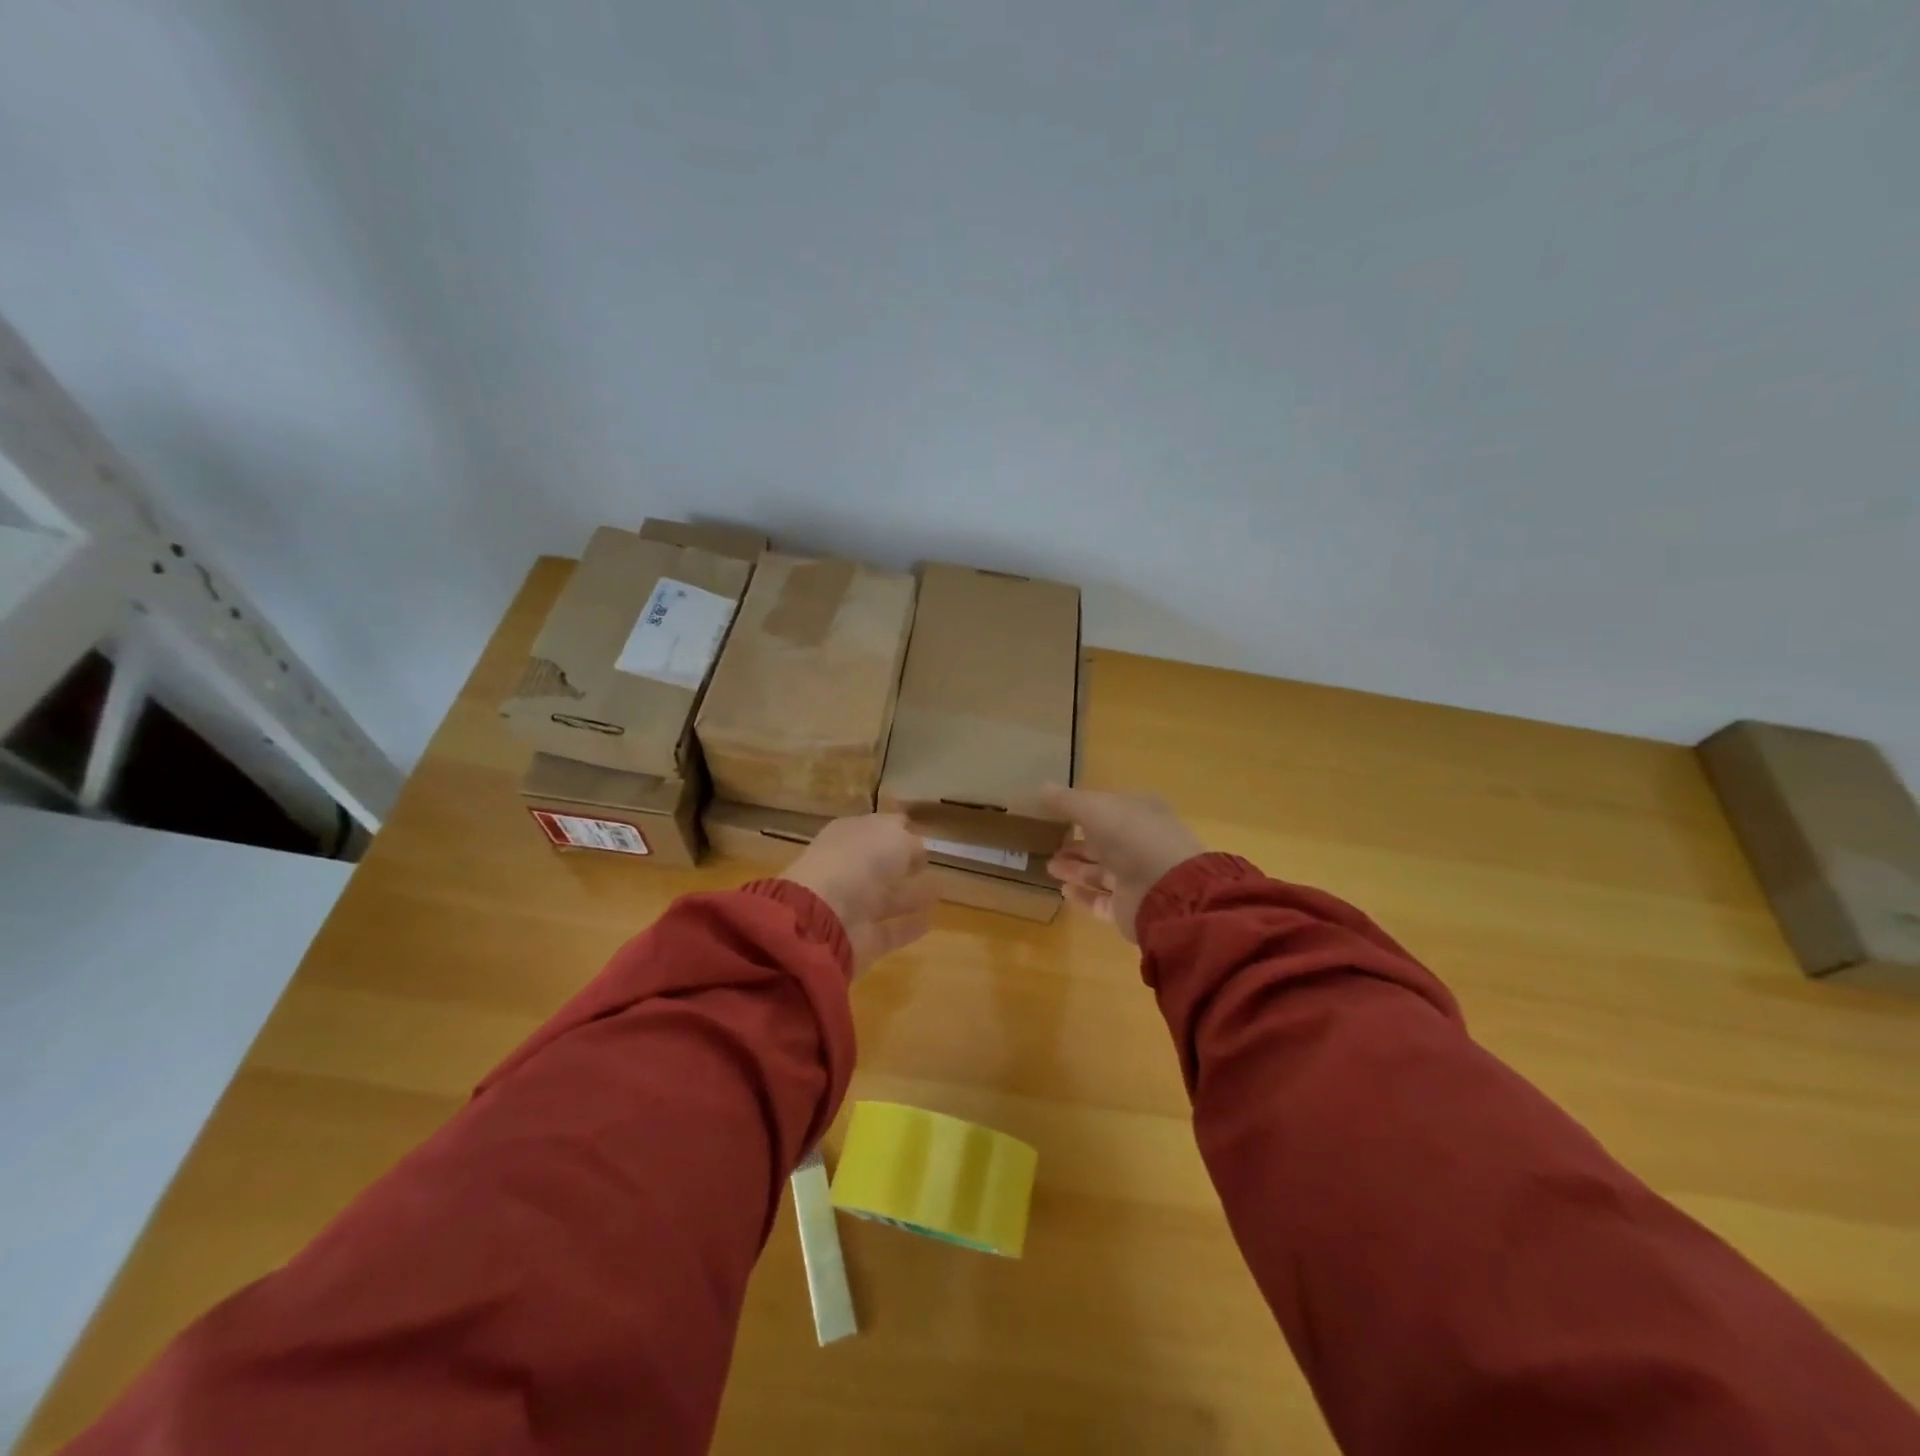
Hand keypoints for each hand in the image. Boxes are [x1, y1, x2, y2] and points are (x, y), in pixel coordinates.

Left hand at [782, 814, 937, 976]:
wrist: (824, 917)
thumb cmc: (859, 861)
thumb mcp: (893, 835)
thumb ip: (909, 841)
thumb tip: (916, 851)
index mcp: (849, 835)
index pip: (877, 828)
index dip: (899, 830)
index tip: (922, 833)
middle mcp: (848, 868)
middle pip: (880, 864)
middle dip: (903, 864)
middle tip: (930, 864)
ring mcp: (852, 905)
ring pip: (886, 897)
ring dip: (910, 895)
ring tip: (939, 892)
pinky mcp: (861, 939)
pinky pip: (890, 930)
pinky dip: (908, 927)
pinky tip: (930, 922)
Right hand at [1042, 785, 1206, 942]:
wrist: (1166, 891)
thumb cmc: (1131, 837)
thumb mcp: (1093, 808)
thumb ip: (1065, 800)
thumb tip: (1040, 787)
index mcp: (1139, 814)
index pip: (1108, 809)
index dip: (1084, 810)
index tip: (1057, 813)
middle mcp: (1140, 844)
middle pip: (1103, 842)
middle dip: (1076, 843)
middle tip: (1048, 844)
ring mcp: (1137, 878)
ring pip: (1100, 871)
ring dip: (1075, 868)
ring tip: (1049, 866)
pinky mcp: (1129, 907)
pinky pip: (1101, 900)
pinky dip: (1082, 895)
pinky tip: (1062, 890)